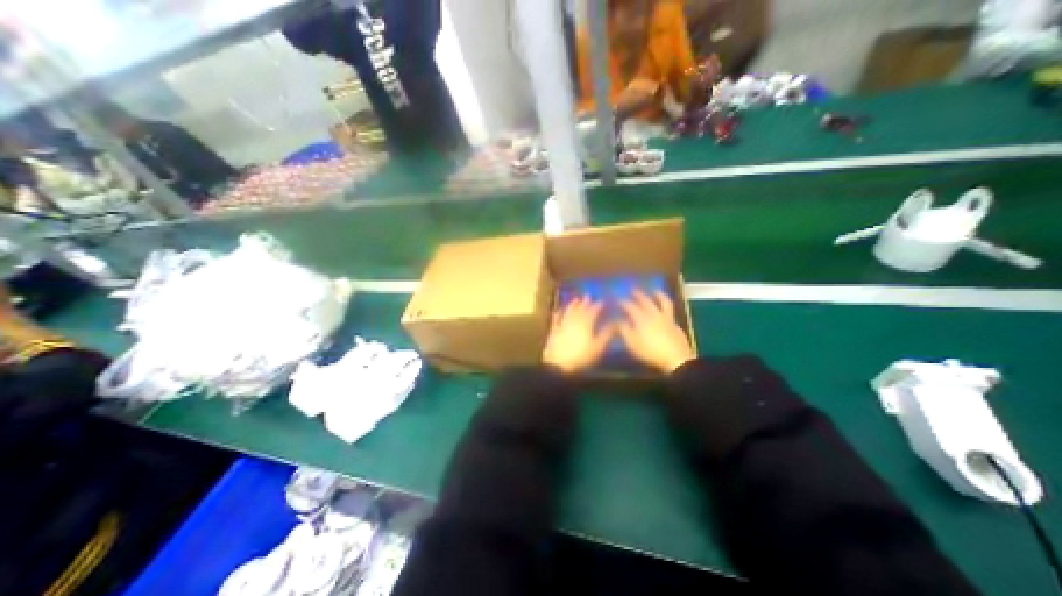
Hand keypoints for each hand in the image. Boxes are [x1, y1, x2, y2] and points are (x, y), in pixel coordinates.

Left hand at [543, 296, 609, 373]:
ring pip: (569, 311)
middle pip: (580, 309)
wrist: (558, 363)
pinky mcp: (554, 330)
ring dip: (573, 305)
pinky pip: (556, 318)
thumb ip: (606, 334)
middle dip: (585, 302)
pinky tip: (558, 310)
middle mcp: (574, 320)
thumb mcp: (598, 347)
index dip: (598, 305)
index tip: (602, 301)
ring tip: (576, 299)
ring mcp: (562, 324)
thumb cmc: (581, 356)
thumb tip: (615, 323)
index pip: (593, 311)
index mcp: (586, 323)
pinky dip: (558, 313)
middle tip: (588, 296)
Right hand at [620, 290, 693, 372]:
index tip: (618, 299)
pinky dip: (666, 308)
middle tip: (633, 290)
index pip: (630, 306)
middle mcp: (654, 314)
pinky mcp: (676, 325)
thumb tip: (618, 320)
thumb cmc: (649, 351)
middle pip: (646, 301)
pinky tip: (664, 311)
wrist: (676, 358)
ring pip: (663, 302)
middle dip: (639, 295)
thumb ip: (624, 330)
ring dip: (659, 295)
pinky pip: (670, 312)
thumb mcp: (631, 343)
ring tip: (655, 291)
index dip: (623, 302)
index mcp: (641, 318)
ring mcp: (667, 319)